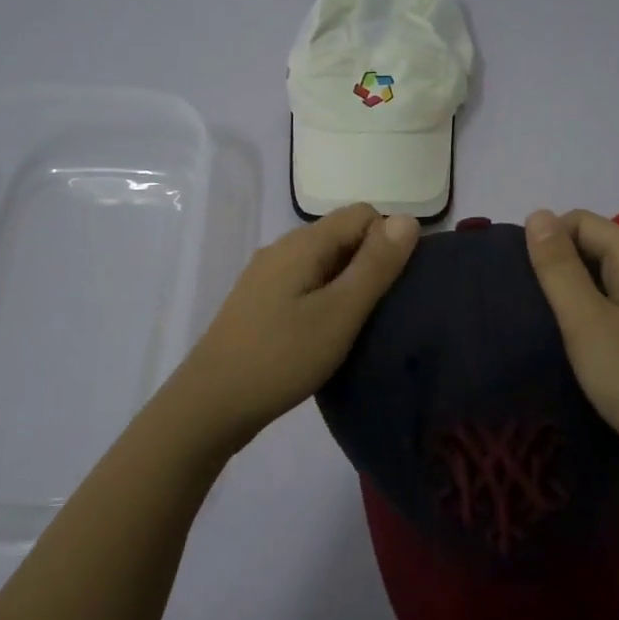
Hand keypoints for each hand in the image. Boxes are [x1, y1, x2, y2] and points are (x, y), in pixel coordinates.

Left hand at [157, 204, 419, 459]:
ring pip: (322, 262)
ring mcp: (265, 276)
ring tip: (358, 326)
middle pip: (341, 236)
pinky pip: (304, 284)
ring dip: (347, 284)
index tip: (395, 287)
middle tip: (382, 311)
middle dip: (370, 263)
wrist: (210, 404)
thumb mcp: (340, 313)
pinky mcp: (258, 302)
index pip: (363, 214)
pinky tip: (326, 334)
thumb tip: (408, 219)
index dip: (388, 241)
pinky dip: (324, 299)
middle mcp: (282, 249)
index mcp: (302, 243)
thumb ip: (375, 266)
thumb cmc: (282, 357)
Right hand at [524, 208, 618, 485]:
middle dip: (559, 263)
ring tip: (546, 320)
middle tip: (530, 301)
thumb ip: (558, 266)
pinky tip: (577, 339)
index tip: (523, 277)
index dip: (548, 238)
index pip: (582, 221)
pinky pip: (617, 303)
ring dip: (573, 289)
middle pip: (596, 244)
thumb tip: (537, 213)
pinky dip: (592, 310)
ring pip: (605, 276)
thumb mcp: (584, 320)